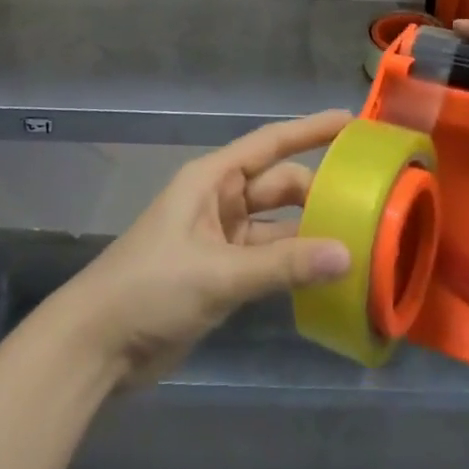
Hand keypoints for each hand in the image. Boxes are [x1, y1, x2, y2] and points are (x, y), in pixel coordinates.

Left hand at [55, 110, 353, 387]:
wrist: (97, 347)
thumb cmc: (150, 288)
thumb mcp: (217, 273)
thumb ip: (281, 265)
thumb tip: (347, 253)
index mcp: (211, 179)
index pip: (270, 144)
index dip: (310, 130)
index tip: (351, 121)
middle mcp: (220, 201)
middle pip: (279, 186)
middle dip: (319, 190)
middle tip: (371, 200)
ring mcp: (221, 239)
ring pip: (278, 226)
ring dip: (311, 233)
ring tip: (362, 239)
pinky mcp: (222, 275)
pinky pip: (269, 260)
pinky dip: (295, 266)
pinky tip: (329, 276)